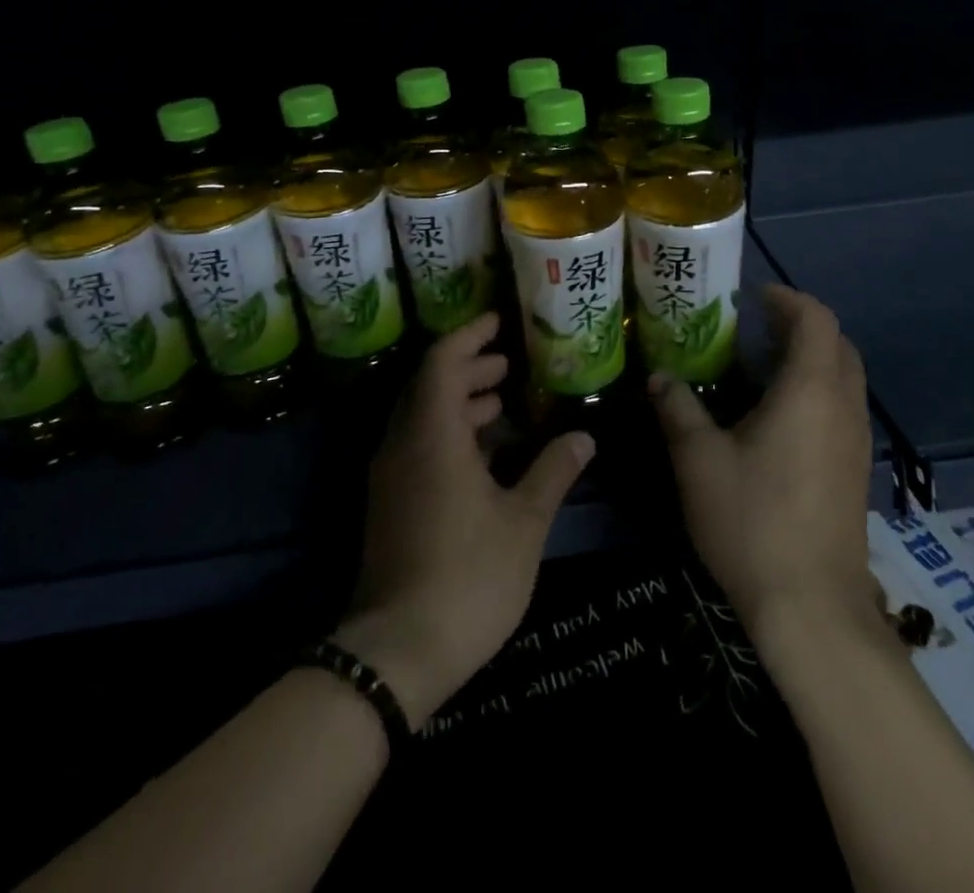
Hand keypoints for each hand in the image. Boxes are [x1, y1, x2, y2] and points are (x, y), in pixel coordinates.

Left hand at [336, 312, 594, 728]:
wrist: (396, 653)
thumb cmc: (467, 575)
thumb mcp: (523, 522)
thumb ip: (553, 472)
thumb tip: (584, 437)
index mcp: (432, 435)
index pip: (442, 362)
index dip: (469, 336)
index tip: (498, 321)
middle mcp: (403, 445)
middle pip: (429, 385)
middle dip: (468, 368)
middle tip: (508, 364)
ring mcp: (390, 476)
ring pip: (422, 418)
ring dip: (458, 402)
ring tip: (500, 402)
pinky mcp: (389, 504)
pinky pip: (417, 446)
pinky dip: (448, 433)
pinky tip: (483, 454)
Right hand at [651, 285, 874, 640]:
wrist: (812, 608)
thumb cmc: (753, 521)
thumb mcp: (699, 460)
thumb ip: (679, 410)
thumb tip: (660, 377)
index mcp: (812, 391)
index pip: (816, 319)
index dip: (787, 299)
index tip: (752, 296)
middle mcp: (844, 407)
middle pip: (837, 343)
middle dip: (800, 325)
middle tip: (754, 327)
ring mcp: (856, 441)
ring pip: (844, 377)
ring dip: (810, 358)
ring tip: (760, 365)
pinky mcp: (856, 470)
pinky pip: (842, 406)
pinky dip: (816, 390)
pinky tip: (777, 416)